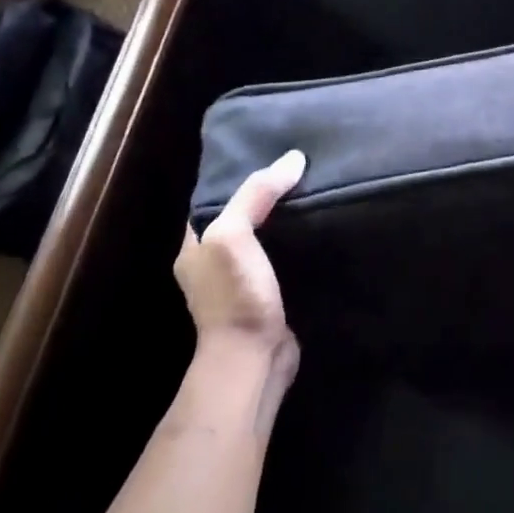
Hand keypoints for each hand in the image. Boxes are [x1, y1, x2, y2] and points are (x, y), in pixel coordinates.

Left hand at [175, 149, 305, 353]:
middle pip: (240, 215)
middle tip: (298, 168)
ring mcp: (240, 282)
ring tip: (315, 189)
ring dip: (284, 219)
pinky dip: (297, 243)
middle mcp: (212, 261)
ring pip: (264, 237)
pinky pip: (282, 258)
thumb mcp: (233, 234)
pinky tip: (319, 228)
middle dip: (265, 194)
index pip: (212, 198)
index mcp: (194, 245)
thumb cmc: (234, 295)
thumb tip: (294, 159)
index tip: (268, 152)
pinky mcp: (267, 296)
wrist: (254, 360)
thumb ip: (256, 194)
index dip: (235, 175)